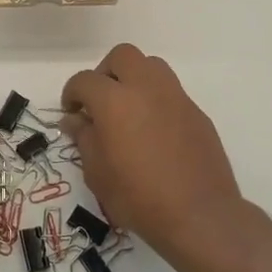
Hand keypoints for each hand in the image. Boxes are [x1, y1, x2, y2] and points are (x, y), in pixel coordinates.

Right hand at [62, 44, 242, 253]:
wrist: (199, 215)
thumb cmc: (138, 197)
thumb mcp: (97, 173)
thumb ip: (84, 138)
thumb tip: (75, 120)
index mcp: (114, 100)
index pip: (84, 80)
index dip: (72, 93)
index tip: (72, 113)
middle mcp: (146, 88)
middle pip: (122, 56)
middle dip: (105, 72)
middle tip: (100, 101)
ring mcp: (175, 97)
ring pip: (151, 66)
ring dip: (134, 78)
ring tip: (128, 110)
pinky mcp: (196, 112)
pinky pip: (171, 92)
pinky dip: (156, 100)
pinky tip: (153, 131)